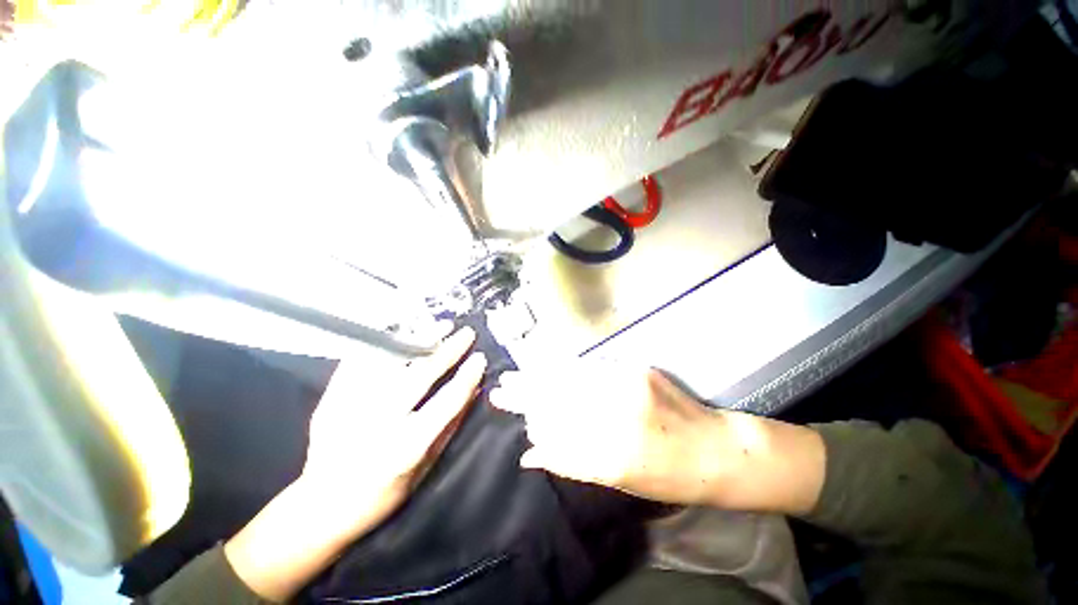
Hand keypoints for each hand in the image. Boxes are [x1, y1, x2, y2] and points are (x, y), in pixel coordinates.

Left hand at [300, 327, 486, 535]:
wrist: (319, 508)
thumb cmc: (381, 496)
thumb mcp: (425, 469)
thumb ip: (450, 426)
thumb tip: (473, 390)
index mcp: (405, 448)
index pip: (446, 403)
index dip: (467, 378)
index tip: (480, 359)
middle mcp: (379, 423)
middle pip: (420, 375)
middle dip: (448, 350)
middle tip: (466, 333)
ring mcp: (351, 408)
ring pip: (392, 361)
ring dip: (421, 340)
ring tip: (440, 326)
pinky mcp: (332, 399)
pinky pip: (361, 361)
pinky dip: (385, 343)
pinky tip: (404, 332)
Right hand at [491, 362, 823, 513]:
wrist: (717, 450)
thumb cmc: (668, 476)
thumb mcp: (617, 481)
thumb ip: (570, 462)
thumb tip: (530, 453)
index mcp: (611, 453)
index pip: (553, 426)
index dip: (526, 412)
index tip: (503, 402)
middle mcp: (616, 414)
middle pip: (557, 397)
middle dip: (525, 390)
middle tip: (501, 385)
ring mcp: (628, 386)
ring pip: (570, 378)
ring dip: (540, 376)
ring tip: (518, 374)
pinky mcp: (637, 369)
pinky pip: (590, 370)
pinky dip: (566, 370)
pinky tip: (550, 367)